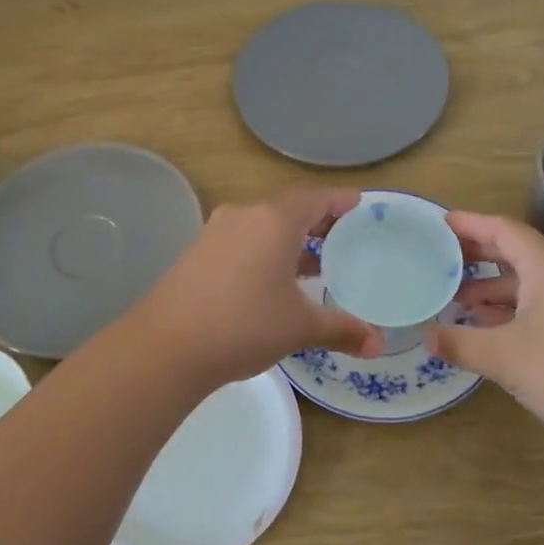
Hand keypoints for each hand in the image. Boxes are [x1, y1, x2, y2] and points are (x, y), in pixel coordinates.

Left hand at [132, 190, 384, 384]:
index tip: (360, 204)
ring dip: (289, 239)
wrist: (166, 346)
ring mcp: (216, 232)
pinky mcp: (197, 253)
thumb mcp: (300, 327)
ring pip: (263, 225)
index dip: (340, 200)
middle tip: (343, 236)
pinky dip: (265, 251)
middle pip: (289, 209)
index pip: (316, 198)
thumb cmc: (244, 324)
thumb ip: (341, 329)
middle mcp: (245, 215)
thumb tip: (378, 344)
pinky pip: (242, 241)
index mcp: (275, 220)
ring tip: (314, 263)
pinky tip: (272, 281)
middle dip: (317, 221)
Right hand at [425, 212, 543, 446]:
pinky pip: (542, 304)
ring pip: (529, 282)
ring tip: (458, 301)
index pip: (503, 230)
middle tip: (440, 260)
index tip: (440, 224)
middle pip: (517, 252)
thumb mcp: (503, 356)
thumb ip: (460, 342)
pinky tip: (490, 329)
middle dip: (478, 256)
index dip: (470, 224)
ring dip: (493, 288)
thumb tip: (427, 335)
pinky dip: (512, 309)